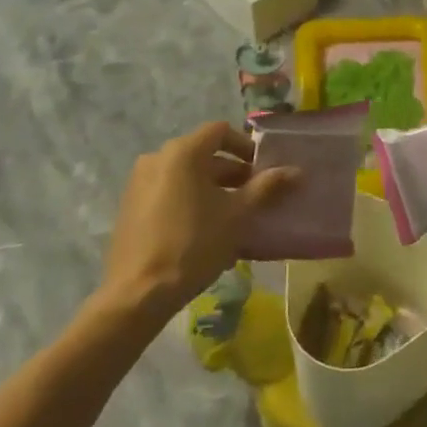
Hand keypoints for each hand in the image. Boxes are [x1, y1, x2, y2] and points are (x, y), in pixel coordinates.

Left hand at [101, 121, 296, 317]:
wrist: (138, 294)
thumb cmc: (193, 244)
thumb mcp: (237, 215)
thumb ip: (266, 187)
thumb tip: (296, 171)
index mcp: (183, 152)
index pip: (220, 131)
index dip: (245, 146)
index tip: (261, 170)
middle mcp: (157, 158)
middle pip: (202, 153)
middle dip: (231, 172)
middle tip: (252, 196)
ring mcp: (139, 182)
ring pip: (185, 174)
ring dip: (211, 187)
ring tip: (231, 216)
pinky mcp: (130, 206)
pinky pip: (167, 191)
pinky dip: (189, 199)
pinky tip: (203, 229)